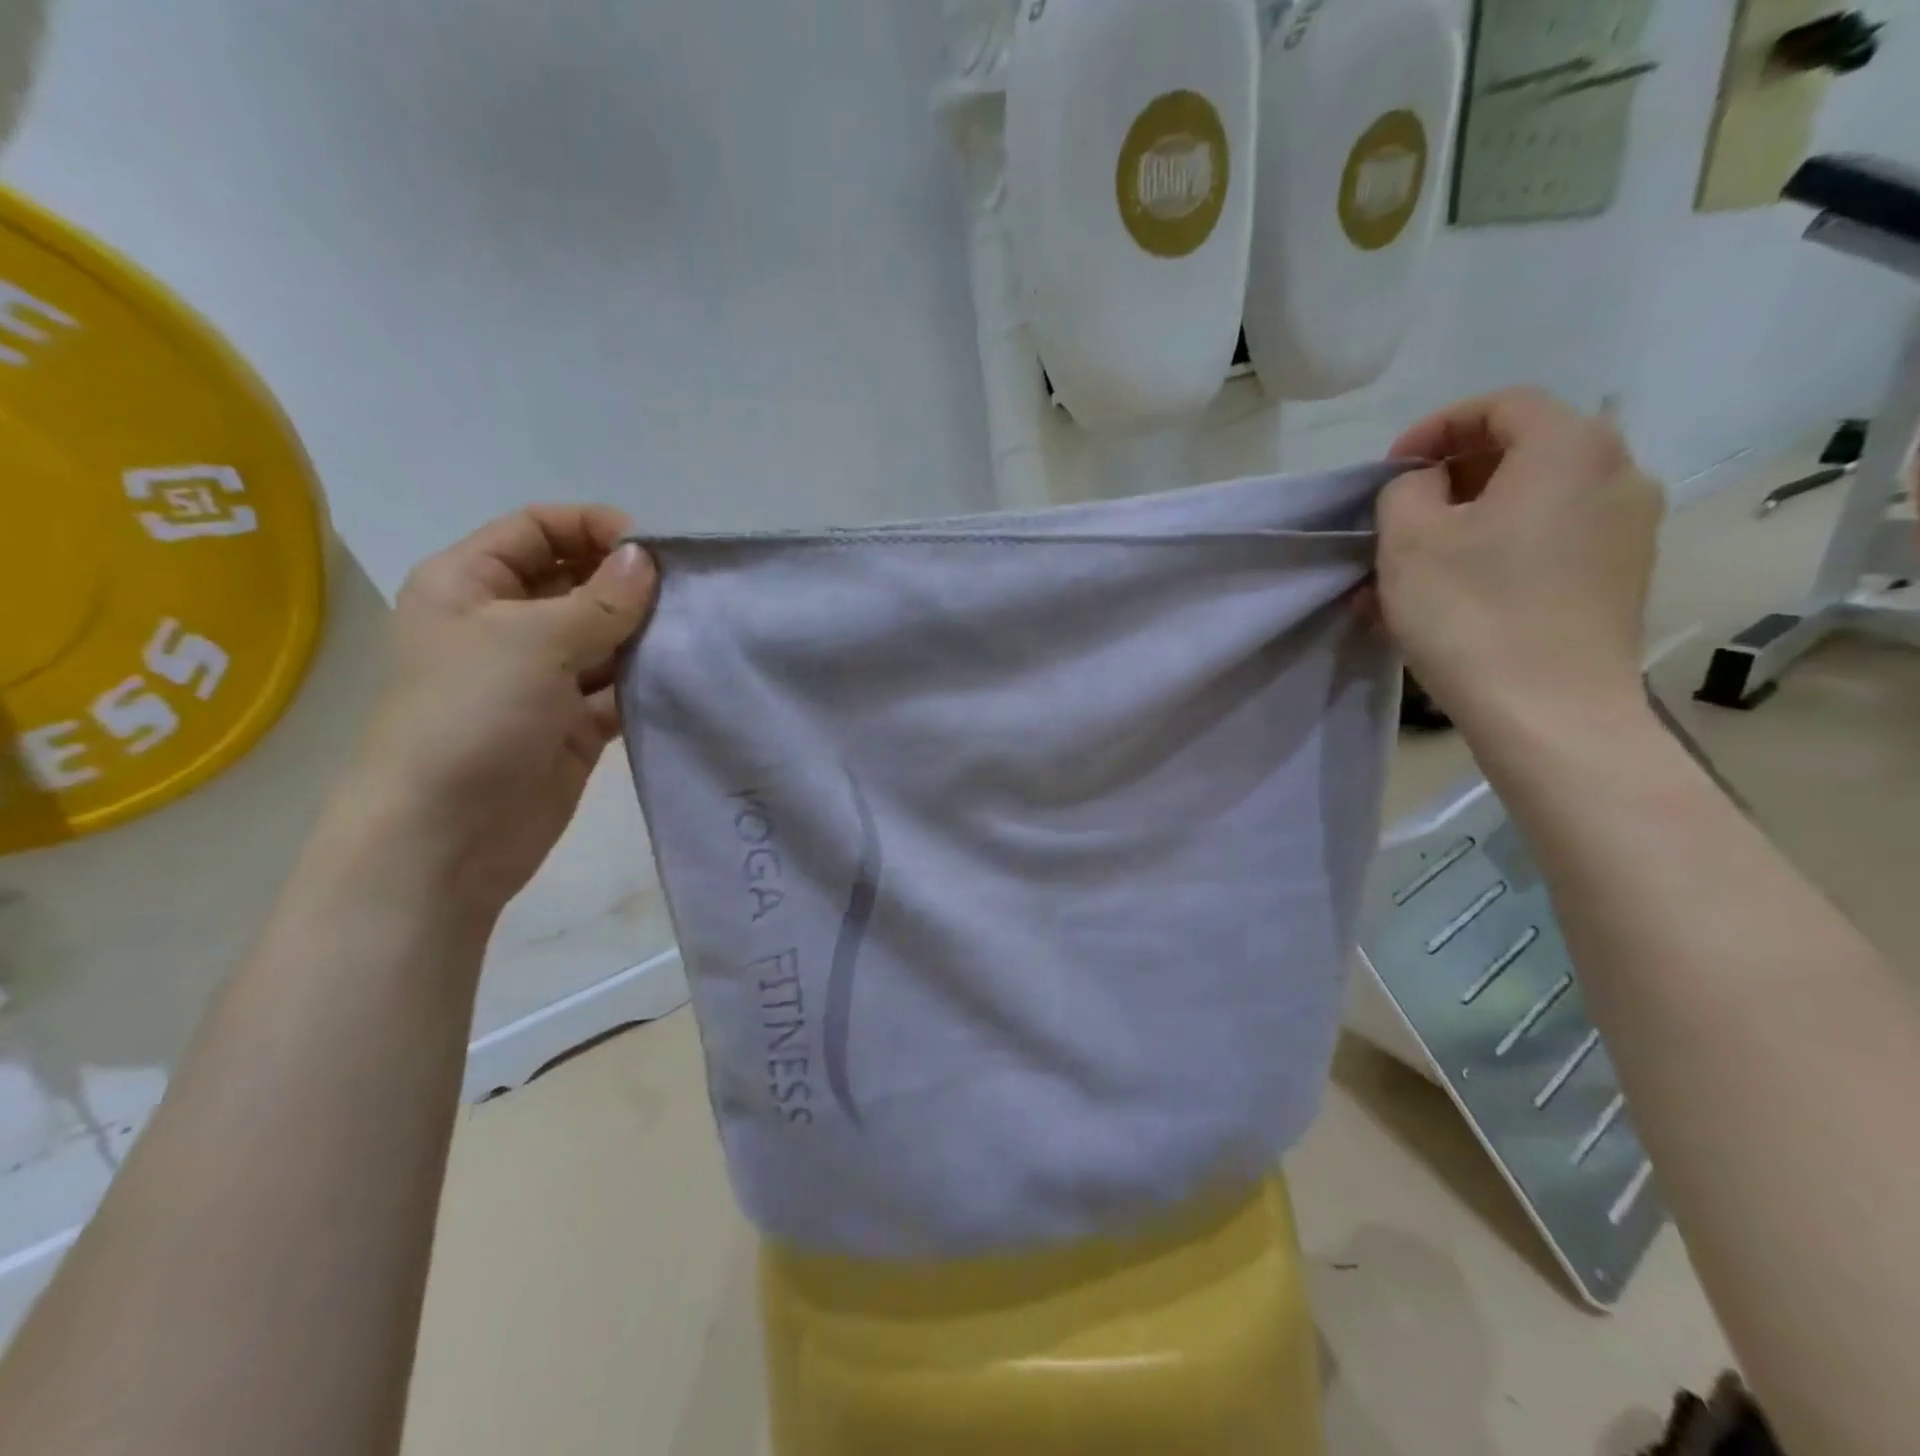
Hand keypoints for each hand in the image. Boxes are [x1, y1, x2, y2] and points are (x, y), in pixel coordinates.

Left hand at [341, 505, 658, 917]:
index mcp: (470, 585)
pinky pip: (617, 689)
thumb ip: (599, 600)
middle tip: (687, 594)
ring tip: (695, 633)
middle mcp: (505, 625)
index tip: (653, 549)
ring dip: (644, 634)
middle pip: (577, 581)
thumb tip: (646, 558)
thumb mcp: (531, 642)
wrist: (446, 838)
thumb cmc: (470, 718)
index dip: (593, 527)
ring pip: (604, 637)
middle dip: (628, 584)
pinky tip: (682, 676)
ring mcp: (542, 678)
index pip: (537, 529)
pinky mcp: (573, 724)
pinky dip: (646, 681)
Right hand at [1378, 388, 1663, 741]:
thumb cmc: (1471, 613)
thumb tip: (1427, 487)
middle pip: (1519, 453)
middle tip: (1395, 520)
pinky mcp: (1618, 579)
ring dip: (1462, 526)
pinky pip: (1544, 545)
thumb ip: (1406, 490)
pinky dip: (1493, 555)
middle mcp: (1616, 474)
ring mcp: (1626, 530)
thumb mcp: (1409, 539)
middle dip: (1447, 481)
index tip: (1390, 472)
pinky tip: (1446, 597)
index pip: (1500, 406)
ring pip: (1527, 506)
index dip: (1435, 428)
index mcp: (1570, 448)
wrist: (1548, 711)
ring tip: (1407, 571)